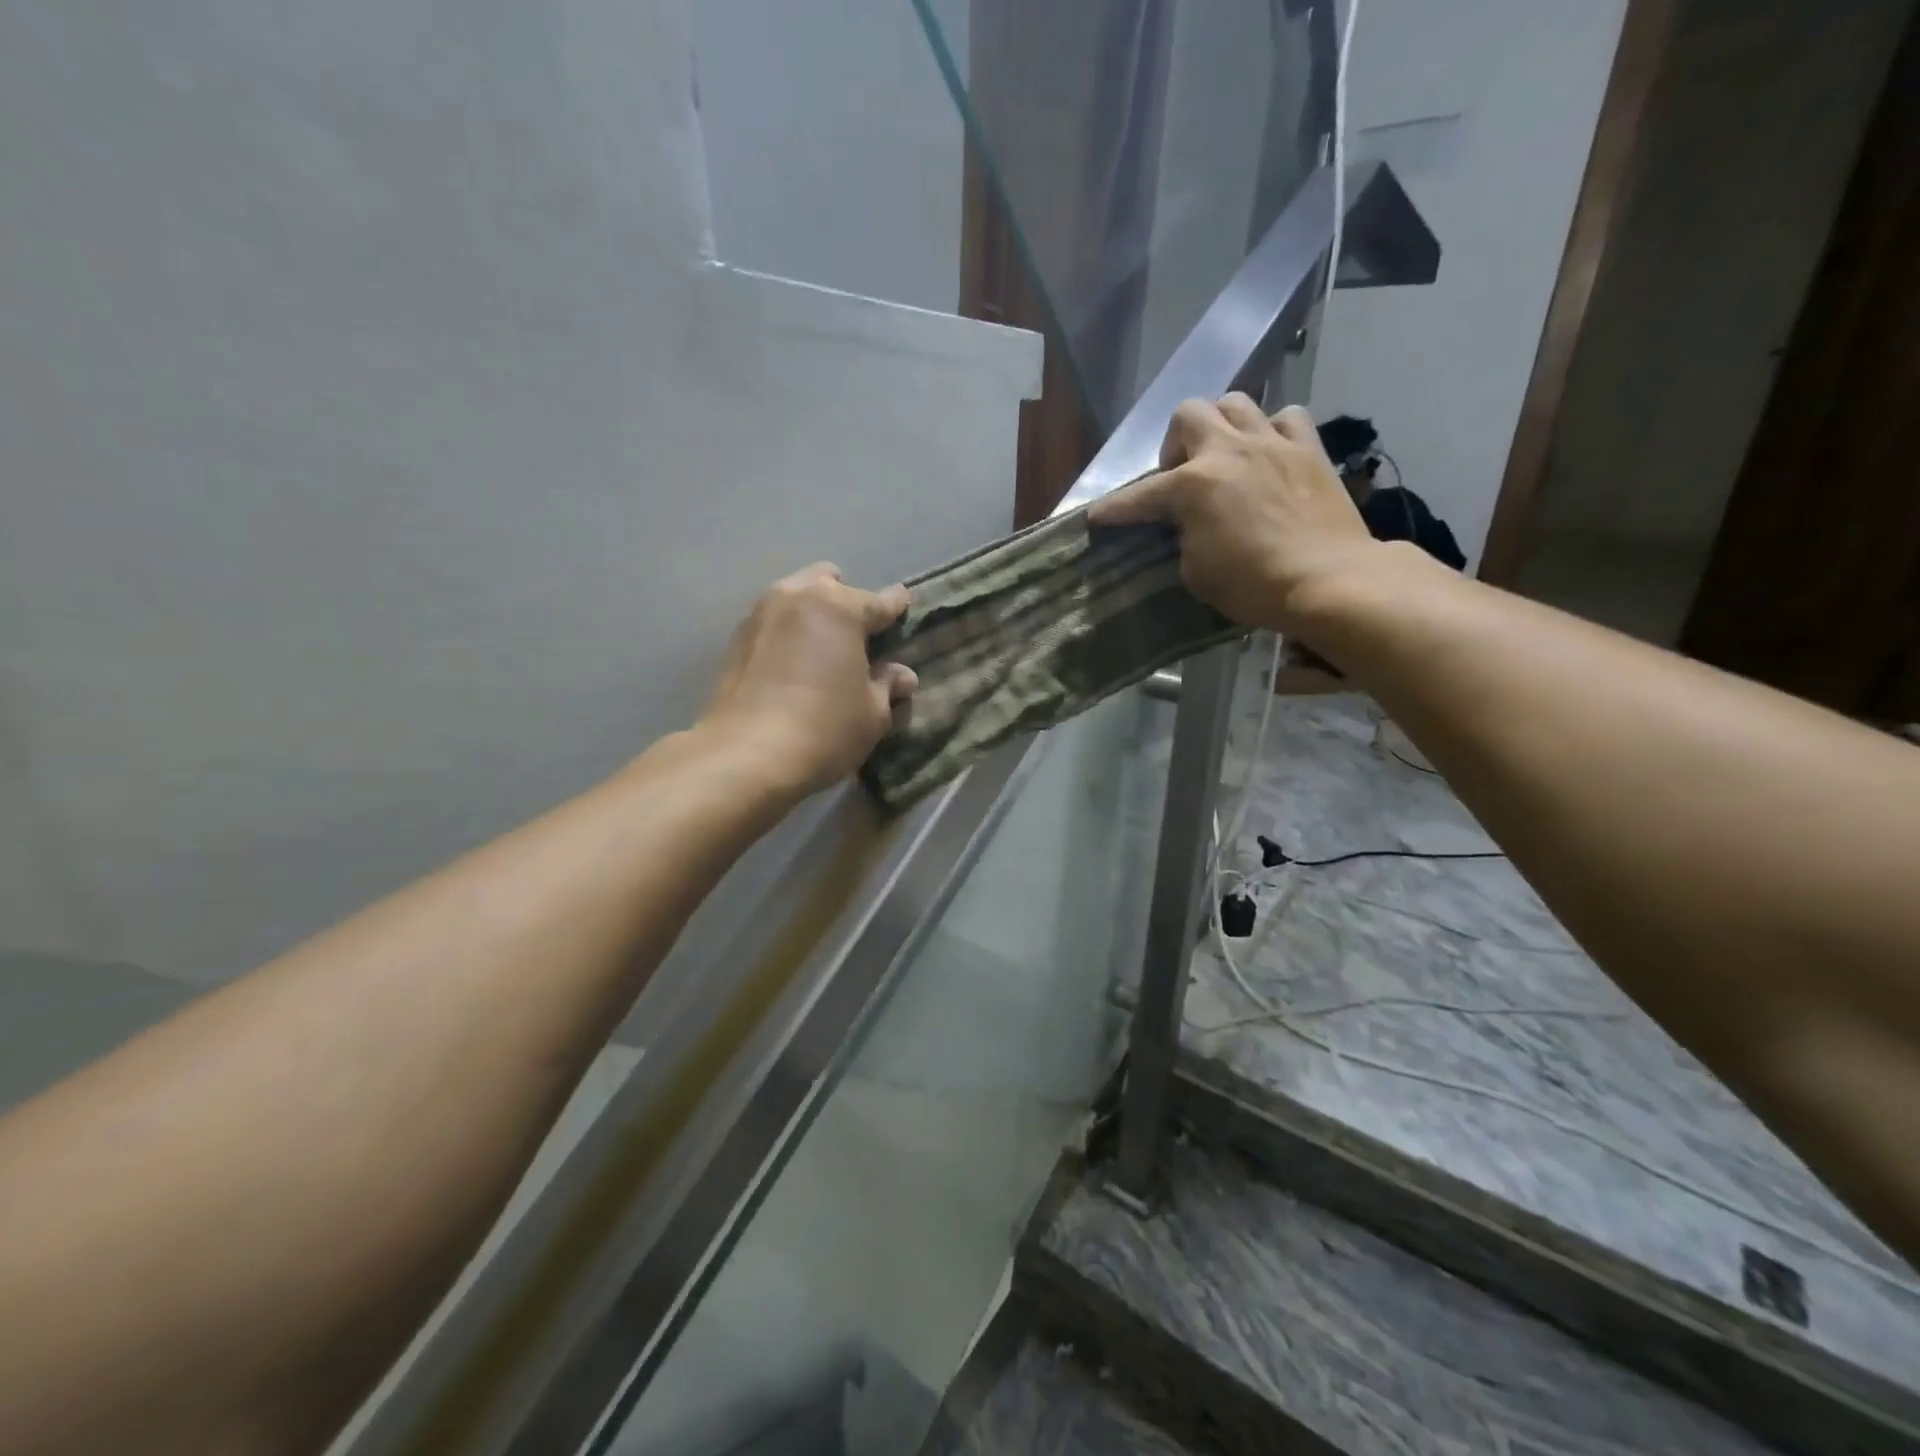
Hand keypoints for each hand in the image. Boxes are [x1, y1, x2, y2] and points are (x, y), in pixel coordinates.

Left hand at [701, 563, 917, 797]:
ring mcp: (761, 613)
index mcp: (840, 607)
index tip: (904, 607)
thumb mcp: (873, 714)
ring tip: (822, 646)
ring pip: (796, 596)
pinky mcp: (735, 638)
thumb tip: (901, 675)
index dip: (896, 607)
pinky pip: (772, 621)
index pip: (881, 600)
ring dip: (812, 613)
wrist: (745, 756)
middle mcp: (798, 596)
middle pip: (830, 582)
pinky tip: (792, 661)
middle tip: (857, 635)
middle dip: (847, 600)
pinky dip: (787, 632)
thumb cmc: (824, 729)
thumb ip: (887, 685)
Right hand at [1088, 395, 1378, 635]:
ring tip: (1226, 457)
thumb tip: (1188, 525)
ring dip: (1222, 426)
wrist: (1328, 580)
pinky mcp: (1310, 449)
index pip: (1139, 496)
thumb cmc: (1253, 585)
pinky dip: (1273, 433)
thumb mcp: (1196, 571)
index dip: (1114, 509)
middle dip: (1176, 442)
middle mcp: (1229, 451)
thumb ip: (1183, 537)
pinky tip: (1271, 456)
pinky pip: (1286, 419)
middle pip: (1189, 413)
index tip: (1096, 516)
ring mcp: (1272, 443)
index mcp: (1192, 485)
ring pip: (1236, 403)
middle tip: (1182, 475)